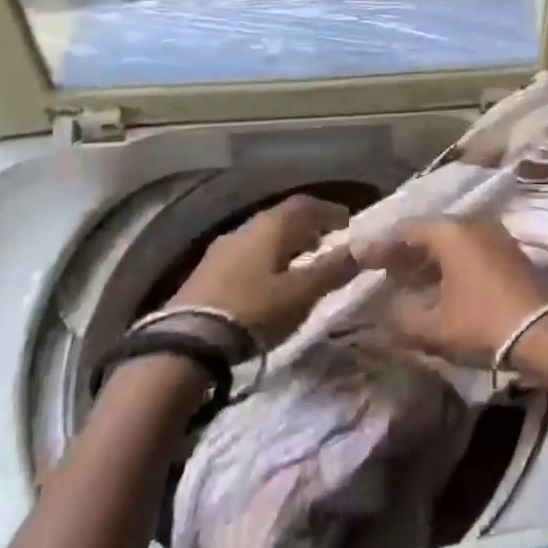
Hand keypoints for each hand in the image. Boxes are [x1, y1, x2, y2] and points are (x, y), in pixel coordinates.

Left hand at [167, 194, 358, 352]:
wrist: (186, 342)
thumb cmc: (253, 310)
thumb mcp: (300, 294)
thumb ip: (332, 270)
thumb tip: (361, 249)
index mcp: (271, 225)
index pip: (306, 204)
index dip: (329, 211)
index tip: (348, 223)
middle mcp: (246, 227)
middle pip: (283, 218)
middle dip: (308, 228)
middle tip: (327, 243)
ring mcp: (222, 248)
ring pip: (263, 237)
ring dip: (286, 245)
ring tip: (301, 264)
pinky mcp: (206, 272)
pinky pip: (247, 255)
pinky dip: (266, 260)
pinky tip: (269, 282)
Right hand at [355, 218, 547, 365]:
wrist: (546, 332)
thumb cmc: (483, 323)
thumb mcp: (435, 328)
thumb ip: (401, 320)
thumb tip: (380, 315)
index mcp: (449, 232)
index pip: (405, 231)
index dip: (380, 246)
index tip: (359, 256)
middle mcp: (471, 223)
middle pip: (429, 232)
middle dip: (404, 250)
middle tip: (381, 266)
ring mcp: (494, 235)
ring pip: (451, 240)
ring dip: (428, 256)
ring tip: (406, 276)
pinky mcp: (509, 251)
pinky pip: (469, 248)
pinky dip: (449, 261)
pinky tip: (441, 282)